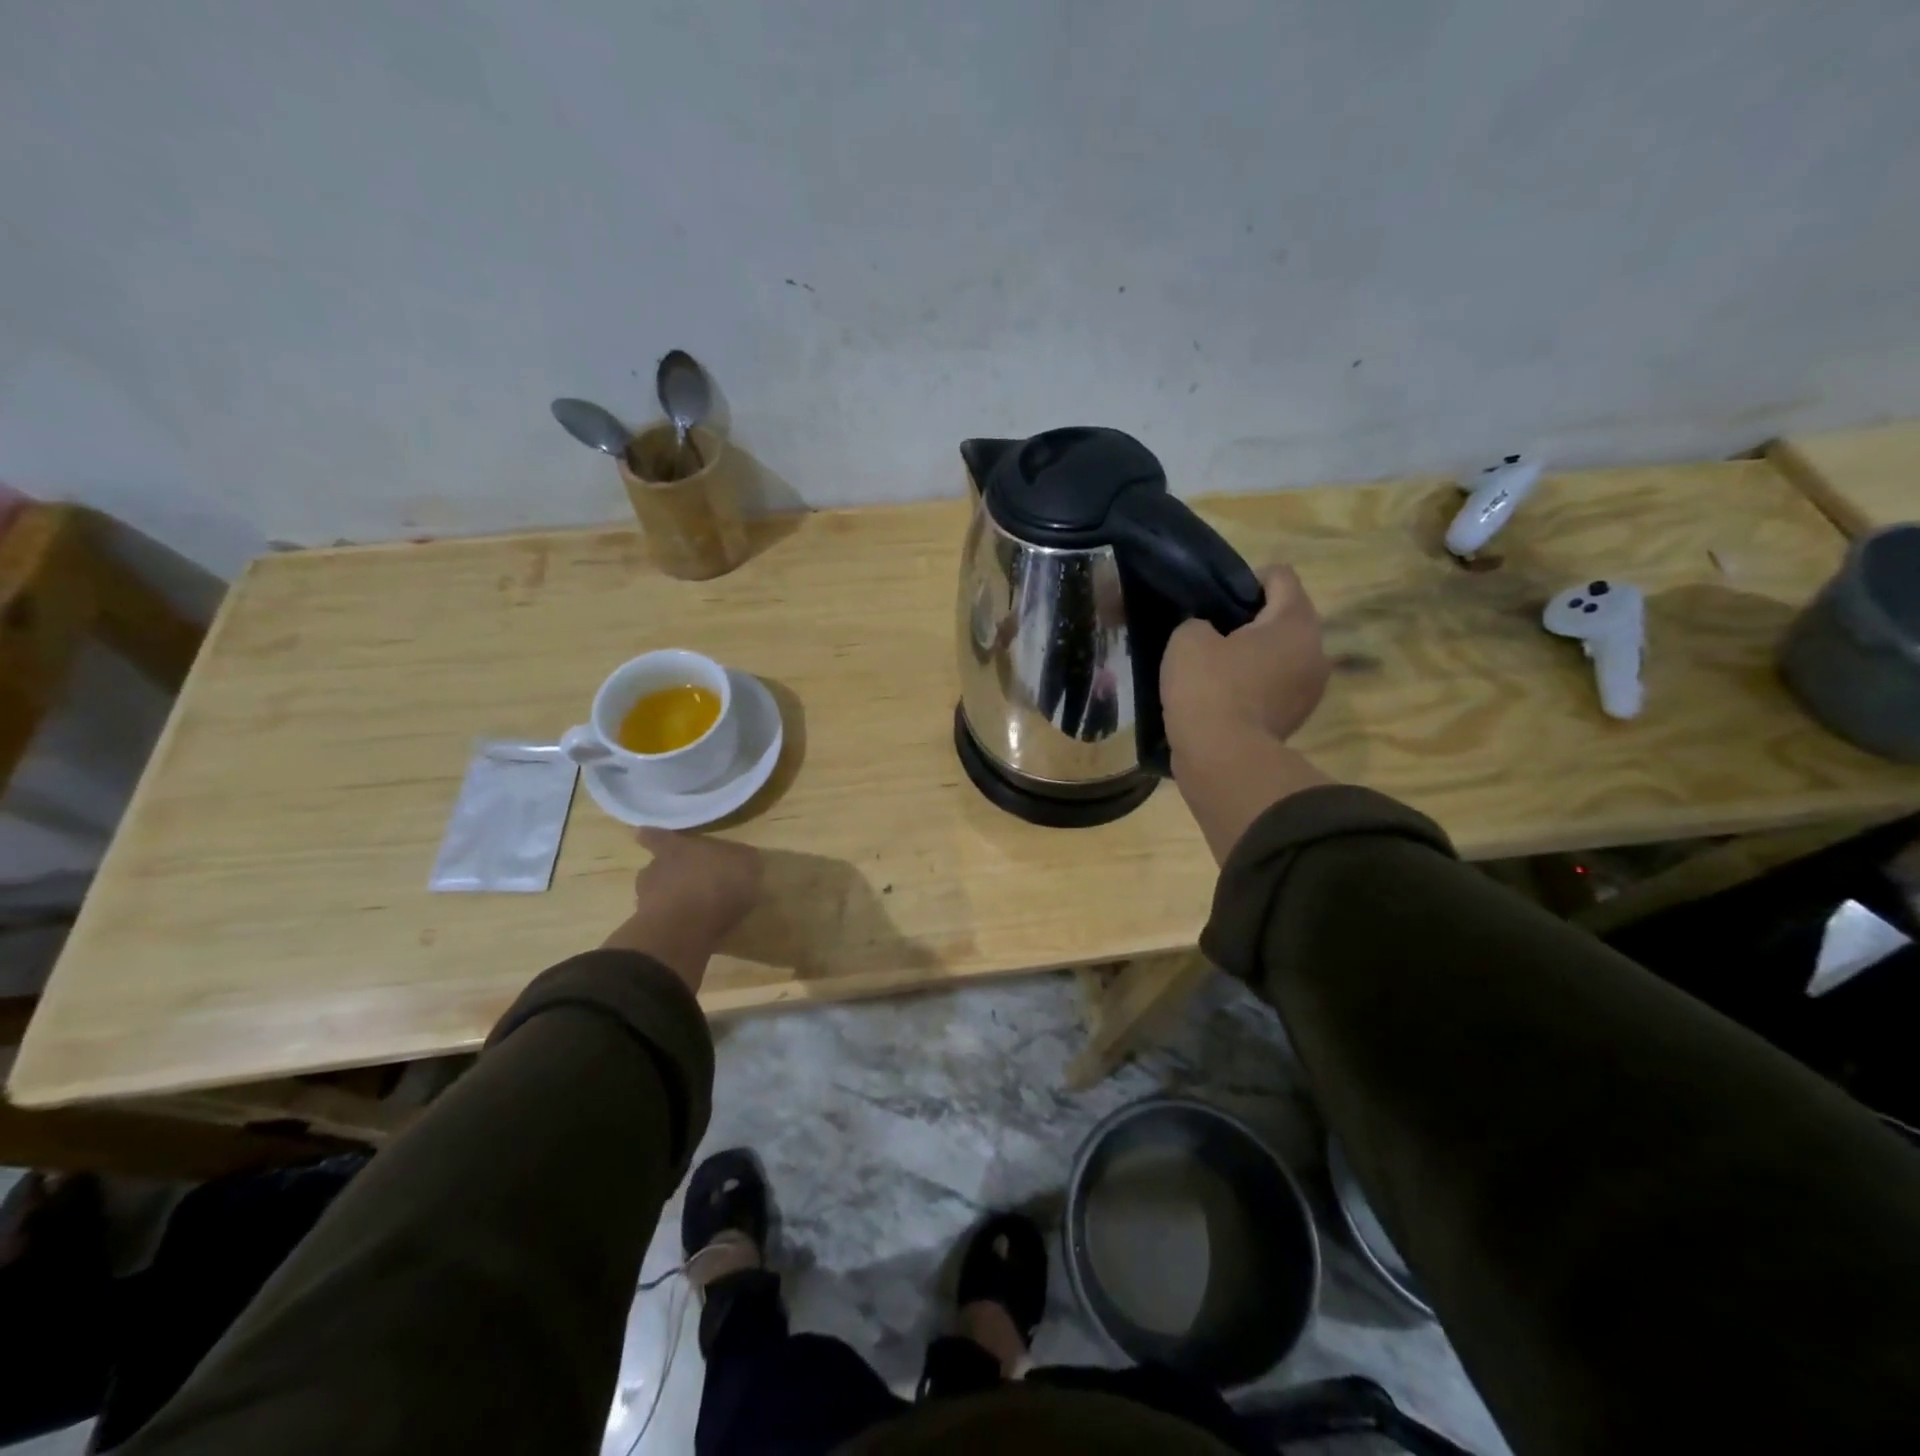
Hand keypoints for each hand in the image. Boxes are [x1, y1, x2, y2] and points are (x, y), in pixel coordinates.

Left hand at [601, 829, 764, 992]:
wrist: (686, 930)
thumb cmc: (717, 883)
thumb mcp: (747, 863)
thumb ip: (742, 860)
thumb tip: (741, 860)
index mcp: (675, 848)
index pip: (659, 837)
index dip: (653, 837)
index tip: (643, 835)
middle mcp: (656, 870)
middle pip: (658, 867)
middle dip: (670, 873)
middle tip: (690, 882)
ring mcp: (648, 902)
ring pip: (658, 896)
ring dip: (673, 901)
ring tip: (694, 910)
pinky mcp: (650, 932)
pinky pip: (666, 923)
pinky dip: (677, 926)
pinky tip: (696, 932)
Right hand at [1162, 565, 1334, 862]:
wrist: (1222, 759)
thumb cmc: (1208, 688)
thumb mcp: (1187, 640)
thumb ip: (1199, 622)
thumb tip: (1209, 633)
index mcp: (1295, 621)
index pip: (1280, 576)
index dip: (1246, 578)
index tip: (1217, 598)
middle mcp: (1316, 649)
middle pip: (1286, 617)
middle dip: (1253, 620)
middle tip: (1213, 632)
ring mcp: (1311, 688)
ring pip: (1283, 654)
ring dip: (1256, 655)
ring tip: (1218, 666)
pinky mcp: (1297, 717)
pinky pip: (1277, 685)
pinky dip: (1256, 684)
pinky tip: (1225, 694)